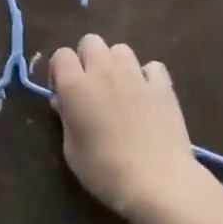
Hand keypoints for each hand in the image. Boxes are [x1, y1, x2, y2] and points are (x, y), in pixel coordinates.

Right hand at [50, 34, 204, 223]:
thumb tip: (64, 101)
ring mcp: (136, 76)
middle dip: (86, 58)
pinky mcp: (163, 86)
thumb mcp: (72, 150)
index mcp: (75, 85)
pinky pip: (152, 67)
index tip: (62, 92)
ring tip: (118, 89)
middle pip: (91, 41)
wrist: (158, 182)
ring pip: (121, 49)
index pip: (61, 55)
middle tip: (90, 87)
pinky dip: (147, 76)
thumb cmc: (105, 171)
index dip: (59, 70)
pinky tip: (146, 96)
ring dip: (115, 64)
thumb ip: (66, 119)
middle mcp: (104, 72)